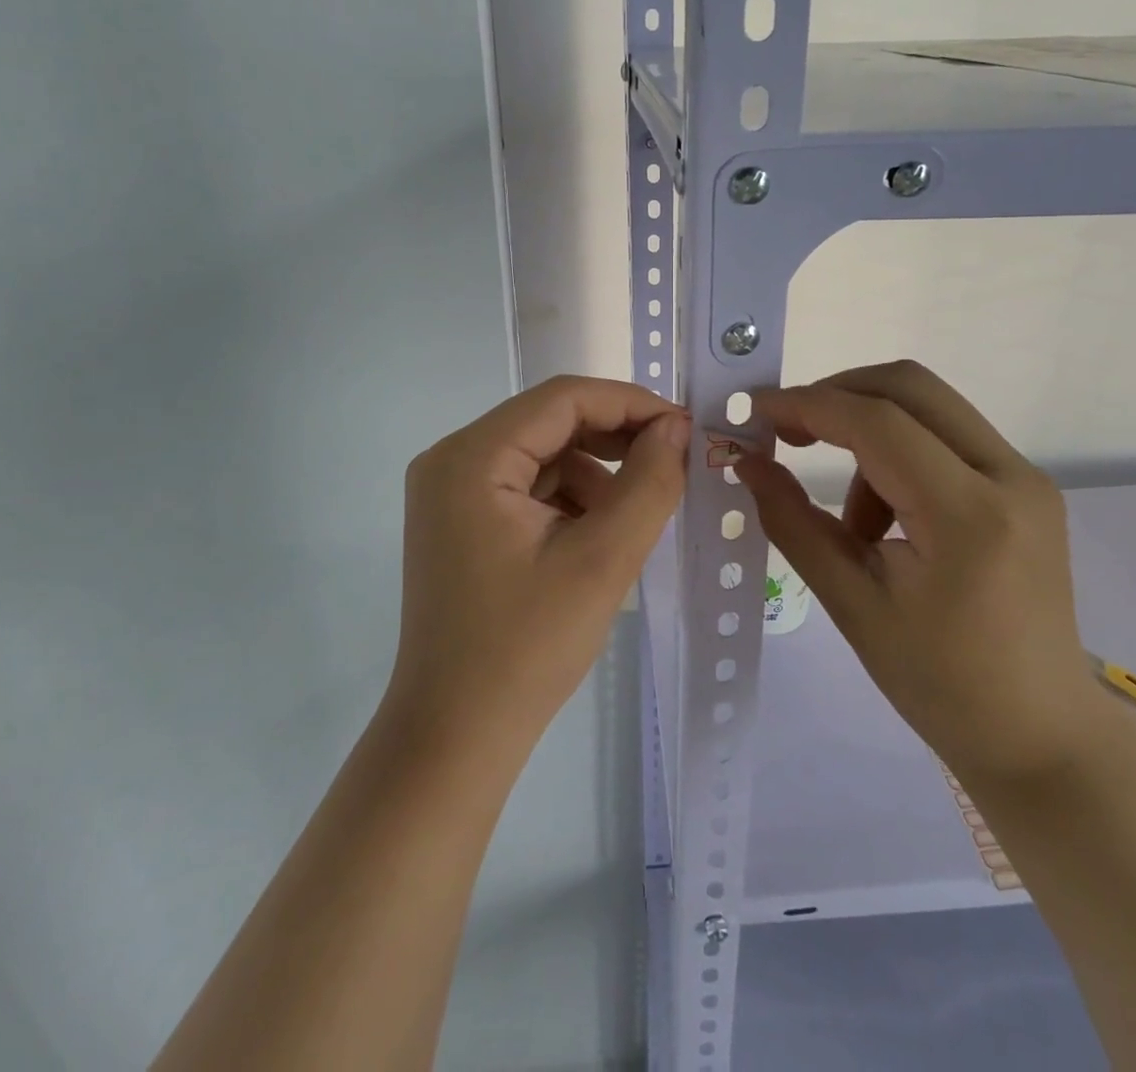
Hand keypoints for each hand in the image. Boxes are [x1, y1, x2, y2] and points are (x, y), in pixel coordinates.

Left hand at [388, 376, 689, 758]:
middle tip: (673, 465)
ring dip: (595, 474)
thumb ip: (649, 484)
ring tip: (633, 519)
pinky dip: (569, 499)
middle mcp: (451, 459)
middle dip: (615, 440)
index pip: (563, 399)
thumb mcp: (602, 560)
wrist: (455, 736)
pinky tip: (596, 538)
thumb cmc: (526, 648)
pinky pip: (526, 486)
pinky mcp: (459, 520)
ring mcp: (450, 491)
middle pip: (550, 422)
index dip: (630, 403)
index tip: (685, 430)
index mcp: (472, 457)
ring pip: (542, 454)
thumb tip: (676, 429)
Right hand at [735, 361, 1103, 788]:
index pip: (877, 422)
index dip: (807, 406)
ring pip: (928, 406)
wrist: (1040, 736)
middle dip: (837, 396)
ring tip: (851, 519)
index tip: (754, 413)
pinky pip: (947, 437)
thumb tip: (747, 462)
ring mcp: (1026, 477)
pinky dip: (899, 452)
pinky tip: (887, 520)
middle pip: (909, 386)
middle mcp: (1009, 476)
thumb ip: (793, 522)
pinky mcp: (1026, 487)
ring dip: (869, 431)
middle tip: (790, 435)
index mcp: (968, 515)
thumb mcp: (851, 605)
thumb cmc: (940, 685)